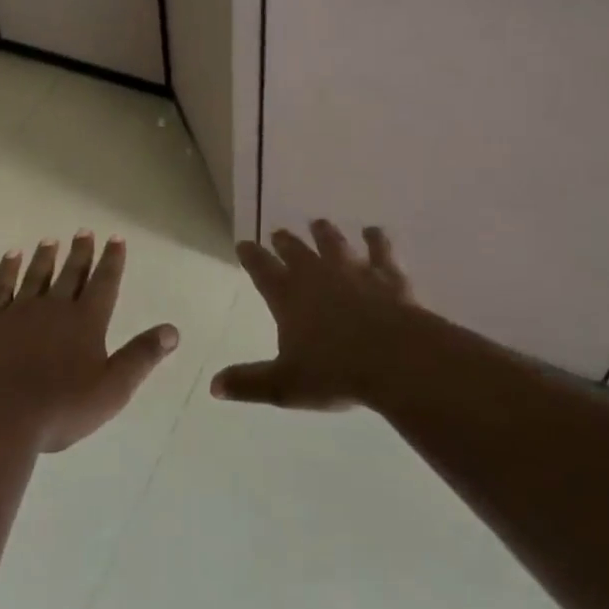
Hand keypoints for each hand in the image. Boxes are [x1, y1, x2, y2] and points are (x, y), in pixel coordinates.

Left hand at [0, 231, 178, 453]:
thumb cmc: (60, 407)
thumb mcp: (112, 388)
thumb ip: (142, 356)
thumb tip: (172, 329)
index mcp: (86, 322)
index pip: (104, 284)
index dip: (112, 261)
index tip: (115, 238)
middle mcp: (54, 308)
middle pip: (71, 274)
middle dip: (80, 253)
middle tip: (84, 231)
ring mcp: (18, 312)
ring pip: (36, 276)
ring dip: (45, 257)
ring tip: (50, 240)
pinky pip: (0, 287)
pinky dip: (7, 270)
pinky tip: (11, 256)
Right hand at [212, 221, 420, 410]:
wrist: (395, 358)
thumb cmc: (336, 373)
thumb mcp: (285, 385)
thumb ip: (249, 383)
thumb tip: (214, 386)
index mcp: (288, 298)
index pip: (263, 271)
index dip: (252, 257)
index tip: (243, 244)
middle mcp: (318, 276)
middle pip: (296, 252)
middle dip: (285, 242)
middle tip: (278, 232)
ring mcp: (354, 272)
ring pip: (334, 244)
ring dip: (324, 233)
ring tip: (318, 223)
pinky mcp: (386, 276)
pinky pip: (379, 251)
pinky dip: (375, 240)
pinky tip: (373, 231)